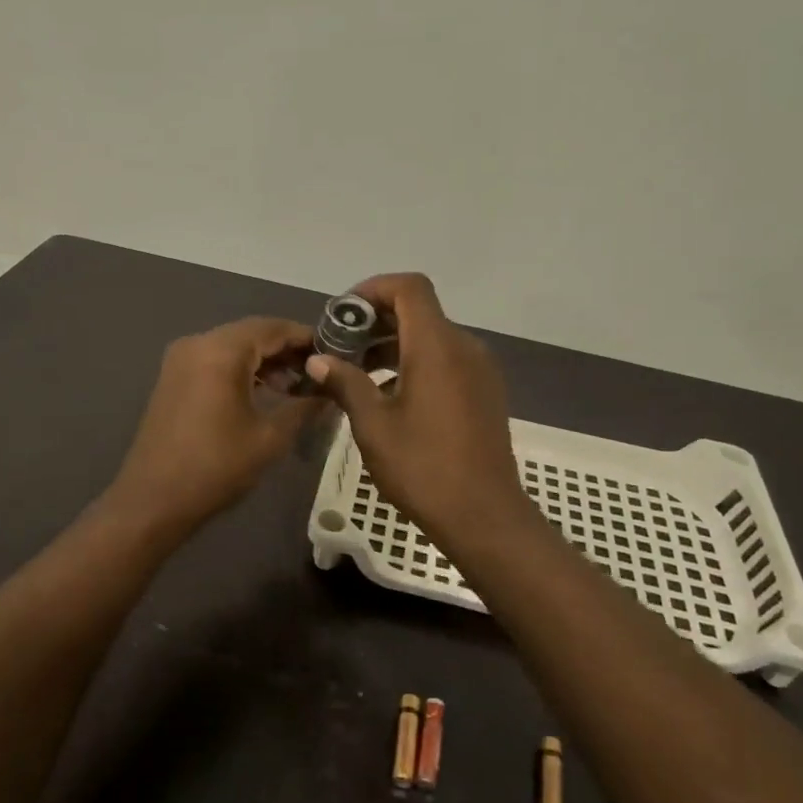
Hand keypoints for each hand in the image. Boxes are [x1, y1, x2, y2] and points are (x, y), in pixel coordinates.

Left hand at [109, 317, 326, 533]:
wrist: (153, 500)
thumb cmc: (216, 467)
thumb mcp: (270, 438)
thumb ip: (304, 408)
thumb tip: (330, 394)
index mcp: (222, 351)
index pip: (274, 328)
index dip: (307, 338)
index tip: (336, 354)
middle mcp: (198, 343)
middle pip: (252, 333)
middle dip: (287, 350)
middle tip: (320, 373)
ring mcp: (181, 359)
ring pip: (233, 346)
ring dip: (265, 360)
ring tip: (296, 388)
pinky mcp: (173, 377)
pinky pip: (215, 360)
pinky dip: (241, 369)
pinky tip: (265, 393)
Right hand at [304, 274, 533, 553]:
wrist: (484, 515)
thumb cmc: (423, 467)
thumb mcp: (373, 425)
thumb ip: (345, 382)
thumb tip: (318, 360)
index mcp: (437, 346)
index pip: (409, 288)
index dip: (374, 289)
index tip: (343, 315)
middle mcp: (464, 347)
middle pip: (419, 311)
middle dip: (376, 321)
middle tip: (340, 347)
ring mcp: (479, 370)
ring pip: (432, 337)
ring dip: (393, 344)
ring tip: (357, 374)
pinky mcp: (484, 392)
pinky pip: (446, 360)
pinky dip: (415, 363)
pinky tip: (389, 395)